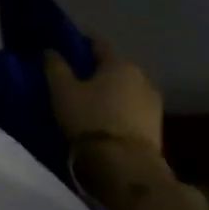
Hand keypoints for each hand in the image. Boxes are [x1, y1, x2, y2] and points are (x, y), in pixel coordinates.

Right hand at [42, 38, 162, 151]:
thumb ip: (55, 65)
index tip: (66, 45)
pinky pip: (132, 106)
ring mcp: (153, 102)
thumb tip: (51, 50)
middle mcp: (141, 77)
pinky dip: (119, 106)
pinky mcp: (157, 126)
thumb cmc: (90, 118)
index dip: (81, 41)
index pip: (97, 42)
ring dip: (110, 89)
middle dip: (96, 68)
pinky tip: (105, 115)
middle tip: (76, 75)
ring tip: (90, 98)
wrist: (126, 167)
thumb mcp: (62, 89)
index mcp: (119, 63)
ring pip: (125, 87)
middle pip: (114, 65)